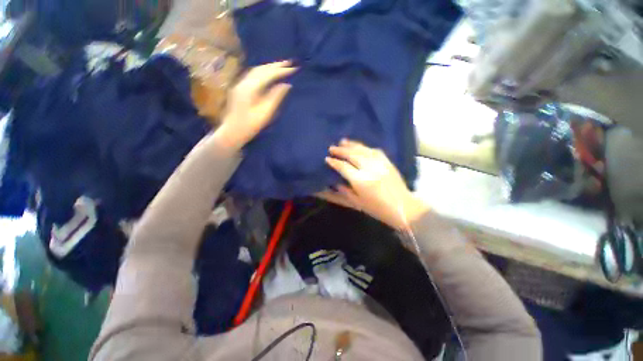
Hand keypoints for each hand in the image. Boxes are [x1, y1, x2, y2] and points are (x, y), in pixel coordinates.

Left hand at [216, 61, 295, 149]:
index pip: (268, 74)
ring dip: (269, 67)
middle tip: (290, 63)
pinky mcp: (240, 88)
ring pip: (256, 70)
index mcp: (250, 88)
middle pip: (261, 69)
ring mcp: (240, 84)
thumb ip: (276, 97)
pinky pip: (253, 75)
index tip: (294, 69)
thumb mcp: (265, 112)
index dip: (282, 71)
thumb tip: (286, 85)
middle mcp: (244, 82)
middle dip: (276, 65)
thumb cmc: (250, 125)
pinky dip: (263, 71)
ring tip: (281, 66)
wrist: (232, 131)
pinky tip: (268, 73)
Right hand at [317, 139, 428, 229]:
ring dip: (352, 145)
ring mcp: (380, 163)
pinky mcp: (388, 162)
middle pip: (352, 155)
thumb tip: (336, 182)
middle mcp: (369, 169)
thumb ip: (345, 191)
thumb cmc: (378, 209)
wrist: (403, 207)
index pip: (344, 167)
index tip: (327, 158)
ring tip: (343, 141)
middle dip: (341, 150)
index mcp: (361, 181)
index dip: (334, 162)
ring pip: (363, 150)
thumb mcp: (358, 203)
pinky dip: (365, 147)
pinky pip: (375, 150)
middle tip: (332, 147)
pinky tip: (360, 146)